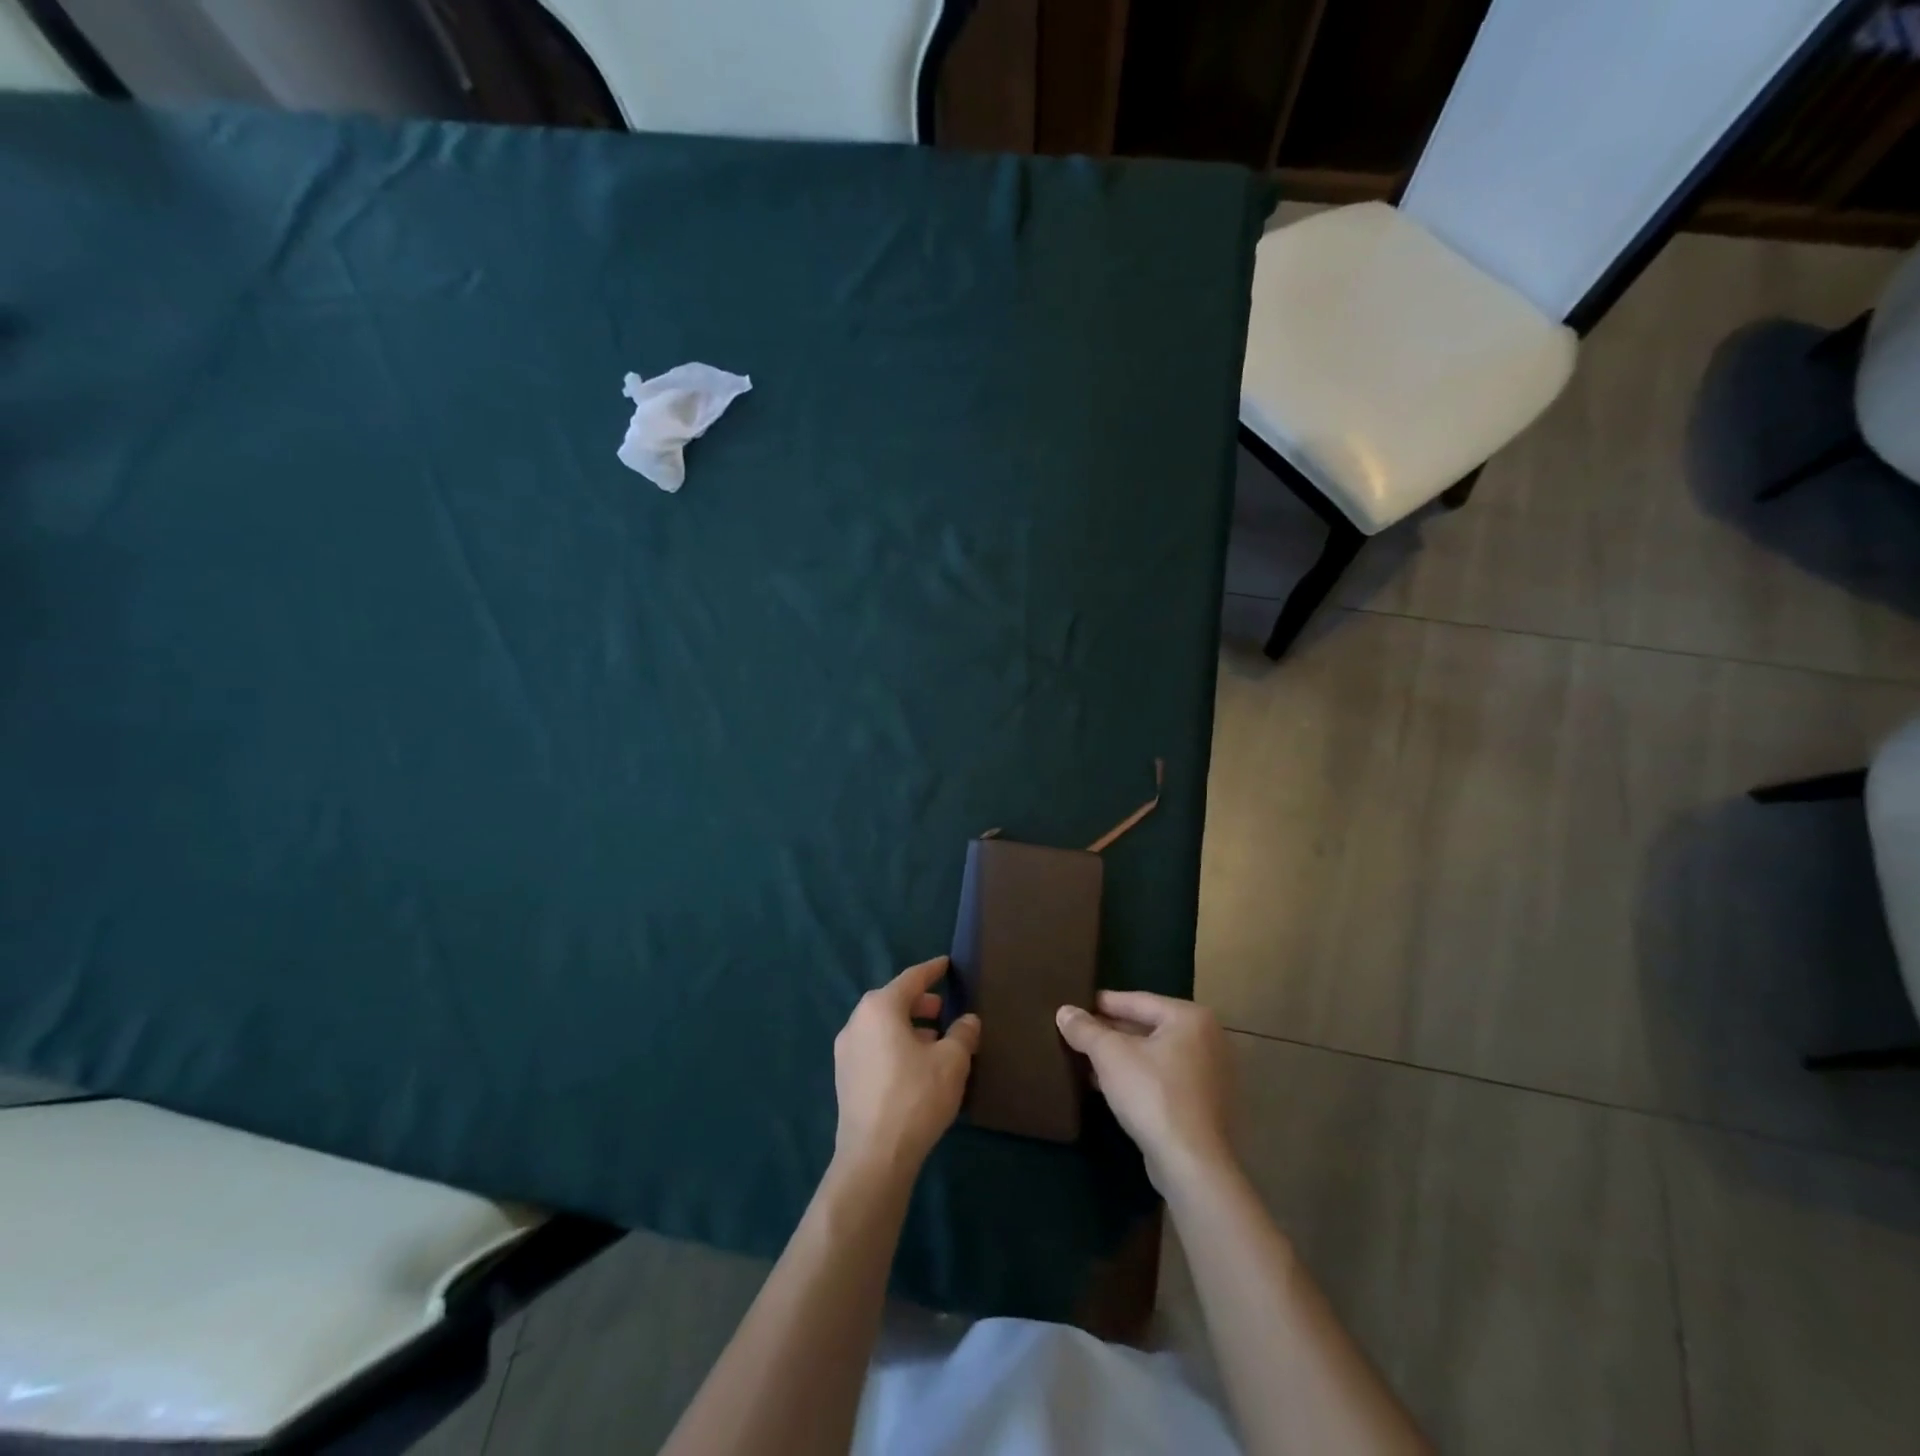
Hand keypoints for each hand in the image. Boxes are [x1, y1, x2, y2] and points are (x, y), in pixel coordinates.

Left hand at [832, 956, 980, 1179]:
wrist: (874, 1156)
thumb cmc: (915, 1096)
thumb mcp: (952, 1061)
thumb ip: (962, 1034)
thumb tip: (968, 1020)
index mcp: (879, 1008)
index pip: (911, 979)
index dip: (932, 970)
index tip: (946, 964)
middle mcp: (857, 1022)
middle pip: (892, 1002)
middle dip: (920, 1003)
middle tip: (943, 1009)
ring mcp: (846, 1051)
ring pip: (882, 1027)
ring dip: (908, 1028)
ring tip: (934, 1041)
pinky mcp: (845, 1078)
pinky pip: (875, 1048)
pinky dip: (895, 1046)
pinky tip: (915, 1067)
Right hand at [1056, 991, 1233, 1193]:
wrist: (1191, 1165)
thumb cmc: (1153, 1095)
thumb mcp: (1110, 1055)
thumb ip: (1085, 1029)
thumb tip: (1064, 1012)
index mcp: (1190, 1018)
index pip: (1137, 1001)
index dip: (1103, 1004)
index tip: (1076, 1005)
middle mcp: (1207, 1039)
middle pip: (1147, 1027)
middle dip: (1111, 1033)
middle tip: (1078, 1033)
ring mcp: (1210, 1074)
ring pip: (1154, 1055)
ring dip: (1121, 1057)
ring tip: (1085, 1059)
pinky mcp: (1205, 1104)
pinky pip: (1164, 1078)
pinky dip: (1138, 1077)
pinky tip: (1107, 1085)